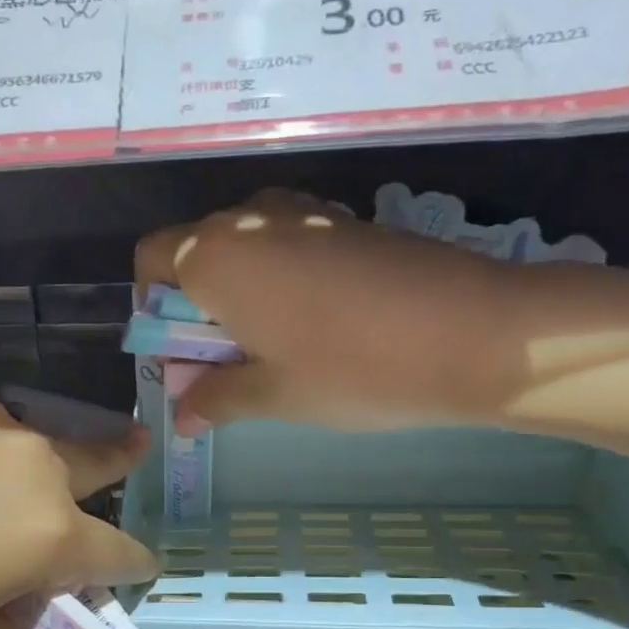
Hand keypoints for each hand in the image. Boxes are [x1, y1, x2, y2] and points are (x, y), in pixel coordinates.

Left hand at [0, 377, 154, 628]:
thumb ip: (10, 610)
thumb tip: (24, 587)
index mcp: (48, 534)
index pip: (120, 551)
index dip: (133, 565)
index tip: (138, 567)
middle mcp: (32, 463)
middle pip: (97, 461)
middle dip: (118, 466)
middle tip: (134, 452)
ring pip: (29, 440)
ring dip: (27, 463)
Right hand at [135, 190, 527, 433]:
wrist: (476, 334)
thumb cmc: (354, 370)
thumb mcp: (274, 395)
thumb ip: (215, 398)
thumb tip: (182, 415)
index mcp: (217, 256)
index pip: (151, 260)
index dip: (154, 307)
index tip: (183, 350)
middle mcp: (252, 219)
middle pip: (196, 252)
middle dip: (196, 306)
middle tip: (228, 361)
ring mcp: (305, 213)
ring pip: (245, 247)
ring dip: (240, 293)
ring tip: (274, 346)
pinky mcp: (346, 221)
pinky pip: (288, 243)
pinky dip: (281, 280)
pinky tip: (318, 323)